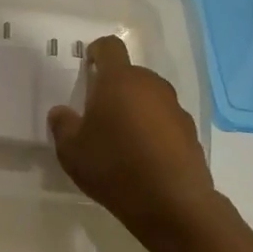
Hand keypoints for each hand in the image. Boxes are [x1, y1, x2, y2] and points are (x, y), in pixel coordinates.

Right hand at [47, 35, 216, 250]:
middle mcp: (150, 86)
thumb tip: (62, 113)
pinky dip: (154, 131)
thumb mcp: (71, 150)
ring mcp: (175, 109)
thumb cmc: (114, 166)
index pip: (110, 47)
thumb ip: (62, 125)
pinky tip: (144, 159)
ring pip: (149, 98)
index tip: (88, 67)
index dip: (97, 52)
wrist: (174, 204)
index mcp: (119, 80)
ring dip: (136, 109)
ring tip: (122, 140)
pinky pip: (165, 122)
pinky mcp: (191, 134)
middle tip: (99, 113)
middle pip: (130, 75)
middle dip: (115, 88)